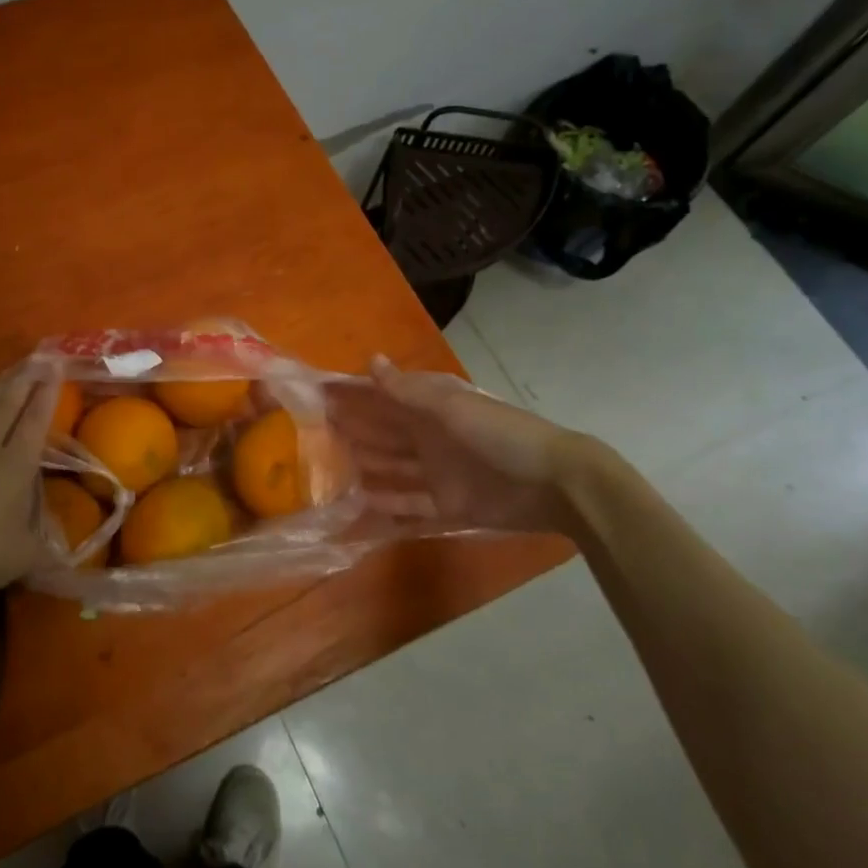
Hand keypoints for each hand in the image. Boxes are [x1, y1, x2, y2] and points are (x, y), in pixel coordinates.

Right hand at [326, 356, 610, 537]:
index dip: (355, 395)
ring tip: (328, 470)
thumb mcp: (450, 408)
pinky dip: (387, 506)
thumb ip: (407, 390)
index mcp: (431, 409)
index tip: (319, 394)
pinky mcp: (448, 507)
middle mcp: (430, 438)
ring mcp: (438, 474)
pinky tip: (360, 506)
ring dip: (365, 467)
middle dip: (353, 430)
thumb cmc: (500, 434)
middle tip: (313, 433)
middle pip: (384, 434)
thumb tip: (370, 360)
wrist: (554, 482)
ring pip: (392, 469)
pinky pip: (410, 507)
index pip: (384, 398)